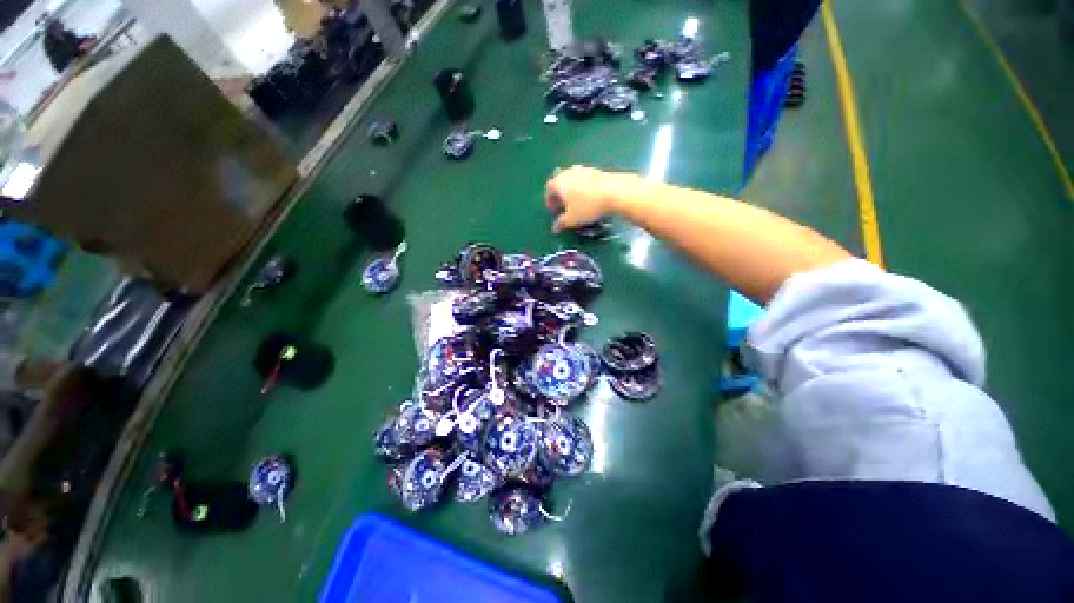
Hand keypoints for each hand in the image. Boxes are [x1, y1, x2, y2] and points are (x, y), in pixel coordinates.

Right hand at [545, 166, 631, 231]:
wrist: (614, 192)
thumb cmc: (587, 206)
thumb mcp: (572, 220)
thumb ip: (561, 223)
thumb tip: (555, 228)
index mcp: (559, 182)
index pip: (549, 189)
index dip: (549, 201)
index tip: (554, 211)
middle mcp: (568, 172)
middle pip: (560, 183)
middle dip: (560, 196)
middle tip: (564, 208)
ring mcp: (583, 169)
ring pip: (572, 181)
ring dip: (572, 192)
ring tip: (577, 204)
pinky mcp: (595, 170)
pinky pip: (584, 180)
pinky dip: (583, 189)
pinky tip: (589, 199)